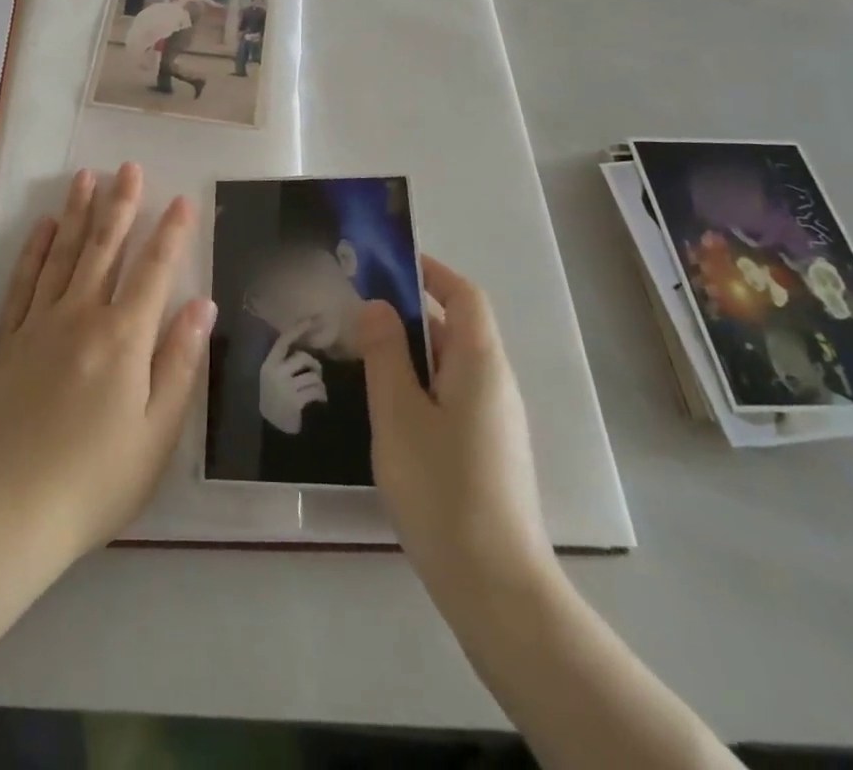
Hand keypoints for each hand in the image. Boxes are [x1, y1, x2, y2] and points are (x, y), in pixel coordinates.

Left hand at [0, 164, 215, 572]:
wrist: (4, 510)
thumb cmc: (94, 480)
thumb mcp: (156, 433)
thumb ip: (179, 363)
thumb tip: (200, 305)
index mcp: (124, 339)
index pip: (154, 271)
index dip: (171, 234)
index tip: (182, 200)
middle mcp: (82, 316)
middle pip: (105, 249)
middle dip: (121, 205)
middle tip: (129, 168)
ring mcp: (40, 324)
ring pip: (64, 254)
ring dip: (79, 212)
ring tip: (87, 177)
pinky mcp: (8, 340)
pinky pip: (24, 281)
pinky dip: (36, 250)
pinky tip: (44, 227)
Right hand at [258, 325, 325, 433]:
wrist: (274, 431)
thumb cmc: (275, 401)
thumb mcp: (271, 379)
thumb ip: (282, 364)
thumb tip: (301, 348)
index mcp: (268, 365)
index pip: (283, 341)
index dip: (297, 330)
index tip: (312, 320)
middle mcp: (275, 373)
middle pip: (303, 357)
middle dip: (314, 365)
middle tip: (316, 373)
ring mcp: (285, 388)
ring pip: (313, 376)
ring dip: (319, 384)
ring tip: (317, 392)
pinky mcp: (296, 401)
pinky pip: (316, 391)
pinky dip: (321, 396)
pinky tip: (319, 401)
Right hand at [357, 256, 554, 598]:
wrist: (495, 587)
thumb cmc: (441, 488)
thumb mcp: (398, 413)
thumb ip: (385, 353)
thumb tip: (377, 306)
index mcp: (480, 363)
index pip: (464, 295)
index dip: (430, 272)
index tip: (386, 263)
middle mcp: (495, 383)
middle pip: (457, 327)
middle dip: (410, 311)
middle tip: (357, 313)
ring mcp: (495, 420)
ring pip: (451, 365)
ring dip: (411, 351)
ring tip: (362, 356)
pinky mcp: (488, 451)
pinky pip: (452, 395)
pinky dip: (420, 383)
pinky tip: (387, 408)